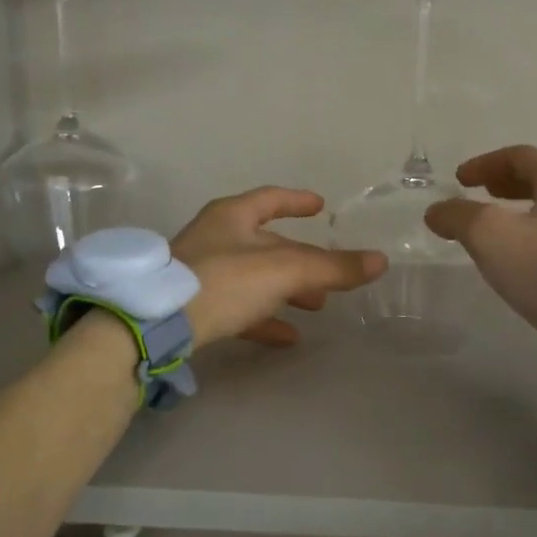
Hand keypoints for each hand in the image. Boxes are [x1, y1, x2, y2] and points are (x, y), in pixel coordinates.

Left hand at [172, 188, 386, 346]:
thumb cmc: (223, 281)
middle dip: (300, 260)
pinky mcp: (193, 307)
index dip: (298, 201)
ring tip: (316, 307)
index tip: (321, 207)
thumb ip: (332, 267)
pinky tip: (287, 337)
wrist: (154, 324)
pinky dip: (264, 318)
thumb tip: (381, 261)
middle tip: (328, 277)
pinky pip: (238, 308)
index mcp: (233, 217)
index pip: (271, 199)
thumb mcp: (285, 271)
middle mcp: (215, 239)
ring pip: (254, 278)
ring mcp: (201, 274)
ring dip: (286, 291)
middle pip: (266, 244)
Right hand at [424, 145, 536, 330]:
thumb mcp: (490, 236)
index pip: (520, 157)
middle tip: (482, 194)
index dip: (485, 164)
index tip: (460, 178)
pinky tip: (530, 258)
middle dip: (507, 185)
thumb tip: (436, 211)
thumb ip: (459, 217)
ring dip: (525, 212)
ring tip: (503, 229)